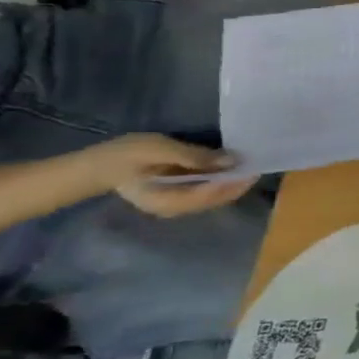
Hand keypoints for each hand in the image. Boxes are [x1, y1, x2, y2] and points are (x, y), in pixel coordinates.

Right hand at [82, 134, 255, 215]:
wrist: (98, 165)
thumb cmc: (125, 155)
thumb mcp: (157, 149)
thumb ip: (193, 156)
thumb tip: (230, 160)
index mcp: (168, 201)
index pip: (211, 195)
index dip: (235, 181)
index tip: (255, 167)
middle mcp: (176, 209)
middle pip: (217, 199)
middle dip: (239, 183)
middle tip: (259, 163)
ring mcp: (178, 206)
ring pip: (215, 197)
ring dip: (234, 182)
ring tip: (251, 164)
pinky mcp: (179, 198)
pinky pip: (208, 192)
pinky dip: (223, 181)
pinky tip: (232, 168)